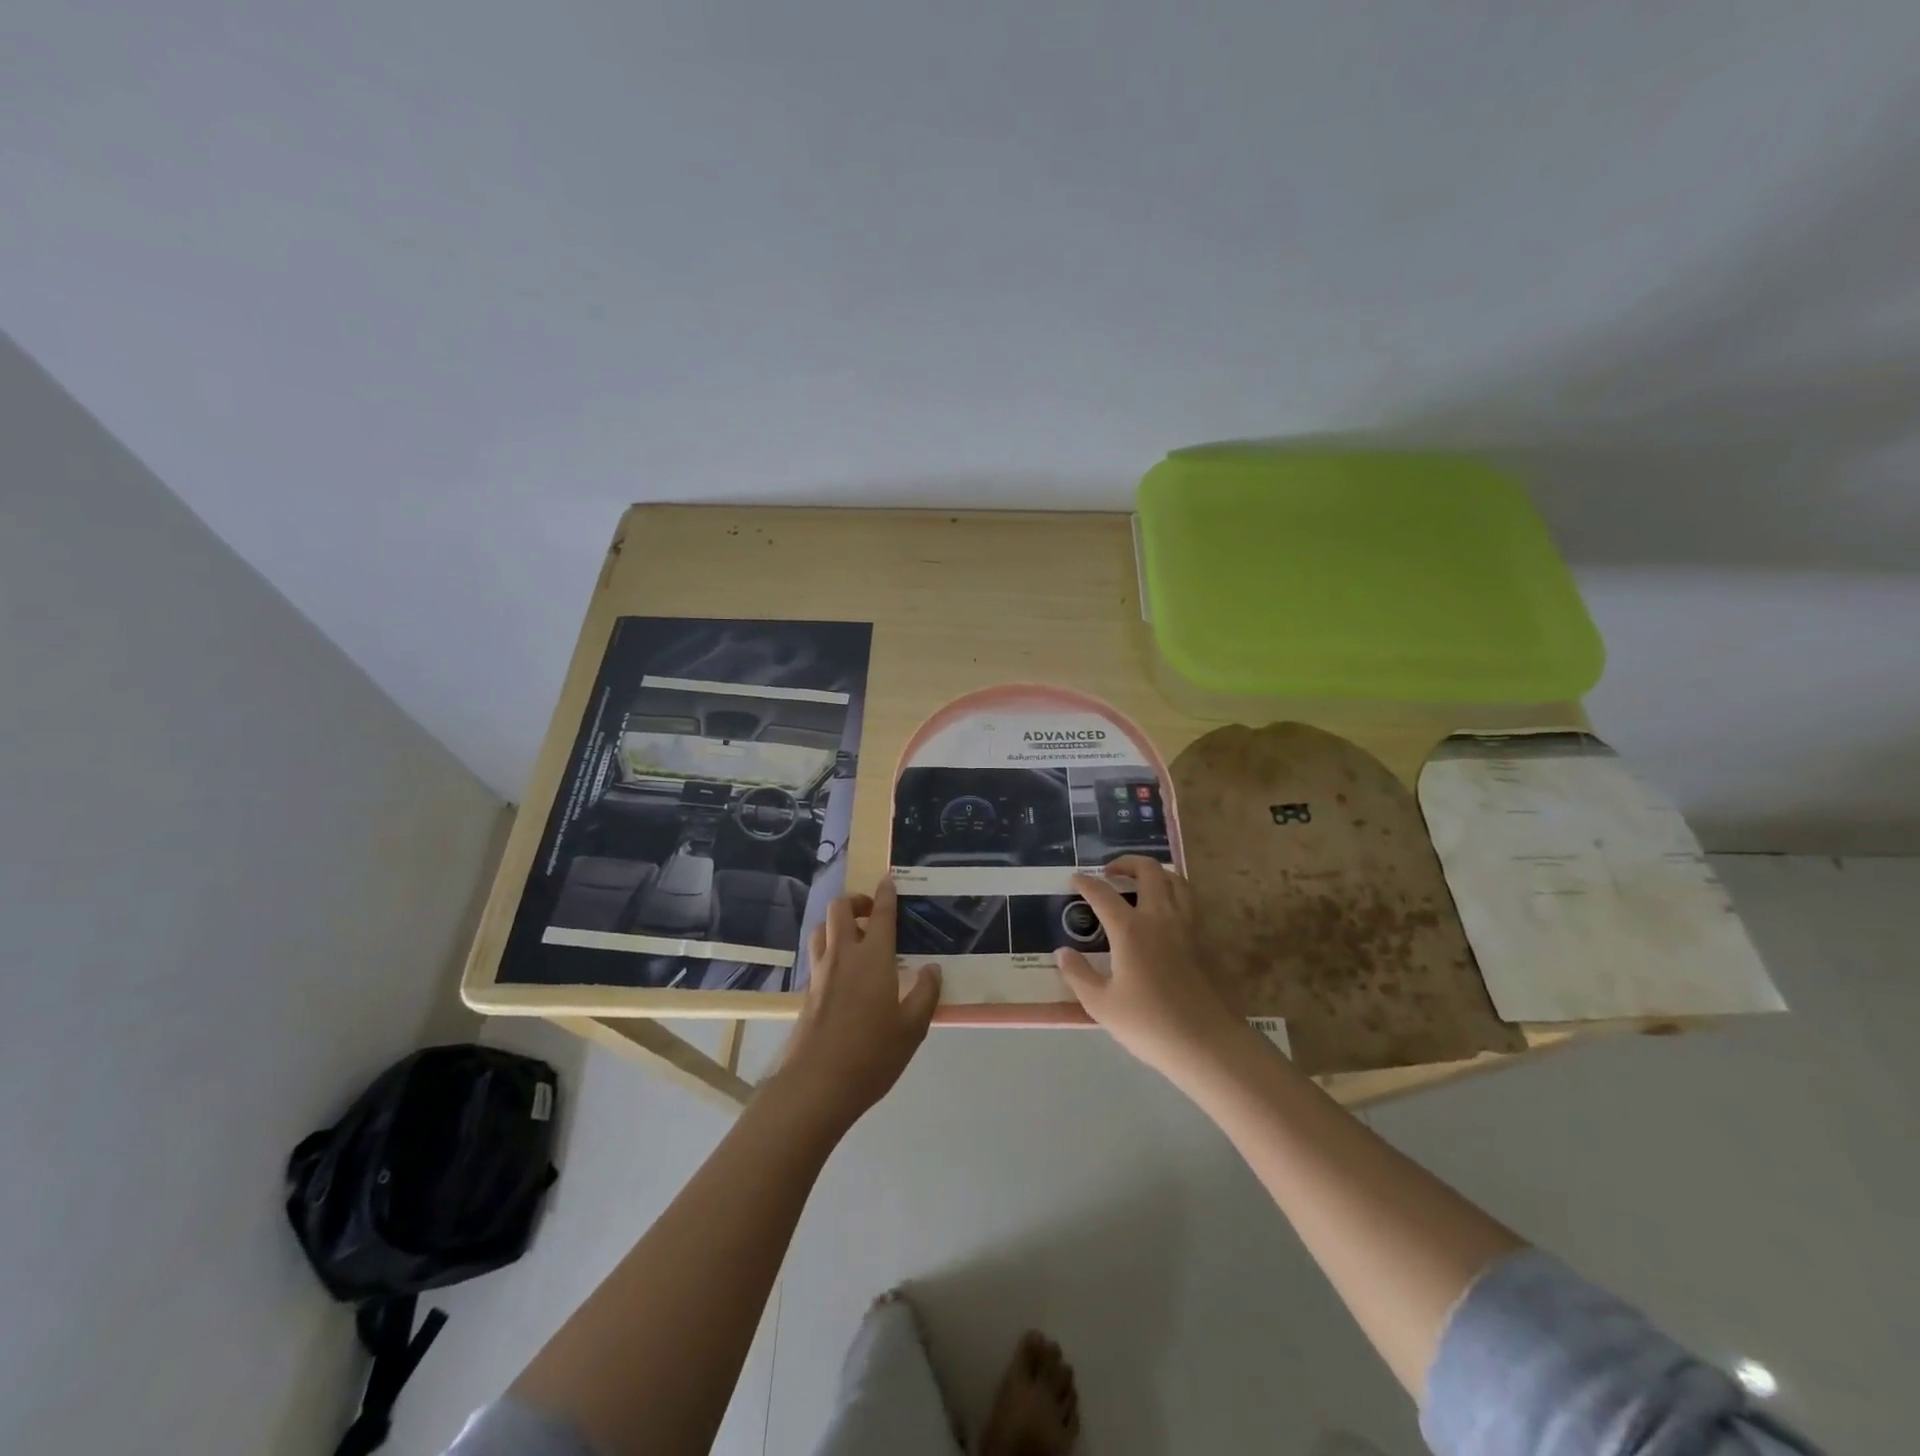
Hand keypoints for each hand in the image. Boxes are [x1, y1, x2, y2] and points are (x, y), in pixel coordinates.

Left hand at [774, 878, 940, 1132]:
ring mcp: (821, 973)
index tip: (889, 880)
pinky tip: (842, 969)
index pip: (880, 914)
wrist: (816, 1085)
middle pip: (840, 909)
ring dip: (837, 922)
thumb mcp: (912, 1029)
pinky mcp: (807, 992)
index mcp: (873, 959)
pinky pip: (817, 954)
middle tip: (872, 911)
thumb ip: (925, 994)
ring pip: (822, 928)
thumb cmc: (871, 1055)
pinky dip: (829, 947)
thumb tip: (933, 969)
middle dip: (856, 900)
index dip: (886, 893)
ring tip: (855, 936)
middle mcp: (843, 956)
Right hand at [1055, 856, 1246, 1083]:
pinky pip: (1188, 901)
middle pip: (1147, 871)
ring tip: (1140, 883)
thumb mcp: (1101, 1004)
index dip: (1086, 882)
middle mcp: (1159, 917)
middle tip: (1110, 872)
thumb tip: (1062, 952)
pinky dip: (1173, 892)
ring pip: (1175, 880)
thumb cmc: (1149, 1024)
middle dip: (1126, 863)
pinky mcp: (1203, 940)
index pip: (1103, 893)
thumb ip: (1078, 974)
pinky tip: (1164, 912)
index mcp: (1130, 929)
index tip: (1075, 879)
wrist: (1207, 1044)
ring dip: (1155, 873)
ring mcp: (1186, 926)